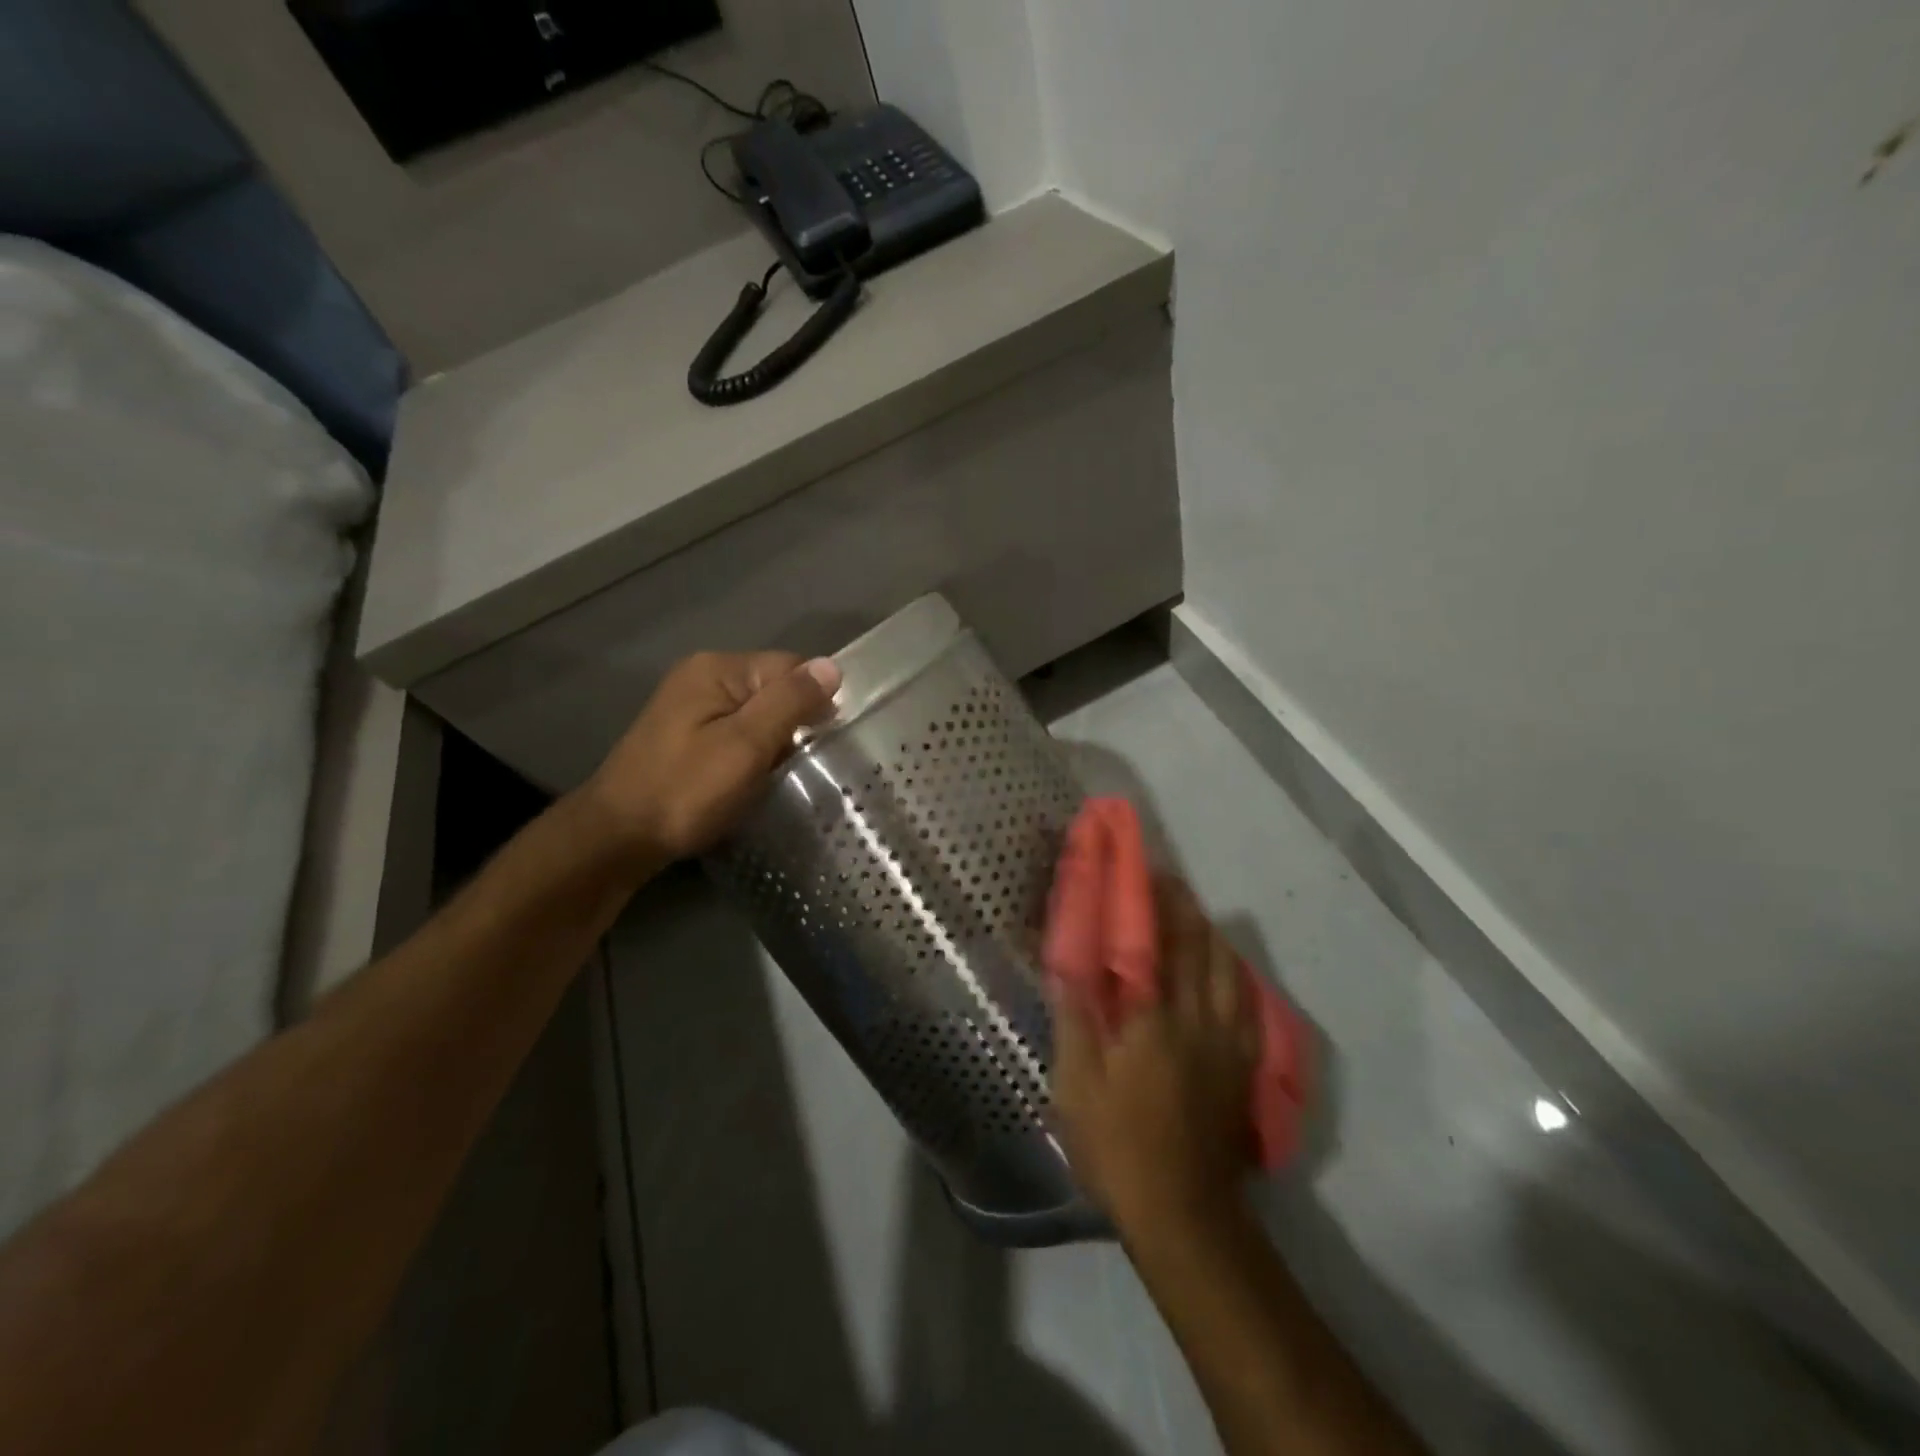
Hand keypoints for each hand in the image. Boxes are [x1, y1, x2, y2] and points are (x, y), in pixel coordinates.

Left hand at [584, 651, 840, 863]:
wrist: (618, 837)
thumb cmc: (686, 791)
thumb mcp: (746, 745)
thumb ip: (790, 702)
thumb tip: (831, 667)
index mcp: (718, 668)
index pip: (791, 666)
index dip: (815, 701)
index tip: (824, 743)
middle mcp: (703, 675)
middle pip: (774, 688)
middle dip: (795, 723)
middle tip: (800, 765)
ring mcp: (691, 704)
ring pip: (758, 713)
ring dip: (774, 741)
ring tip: (778, 775)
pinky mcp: (687, 733)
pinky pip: (737, 730)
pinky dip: (753, 751)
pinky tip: (752, 778)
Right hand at [1051, 876, 1261, 1242]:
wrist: (1182, 1212)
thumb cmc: (1118, 1144)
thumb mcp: (1077, 1083)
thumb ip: (1074, 1016)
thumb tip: (1065, 961)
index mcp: (1155, 1018)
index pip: (1157, 944)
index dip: (1151, 902)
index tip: (1143, 871)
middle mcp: (1199, 1020)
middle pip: (1201, 948)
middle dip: (1185, 907)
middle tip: (1169, 882)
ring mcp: (1228, 1044)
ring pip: (1231, 972)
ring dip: (1213, 935)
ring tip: (1195, 916)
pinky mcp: (1242, 1068)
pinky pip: (1248, 1004)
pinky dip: (1236, 974)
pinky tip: (1228, 970)